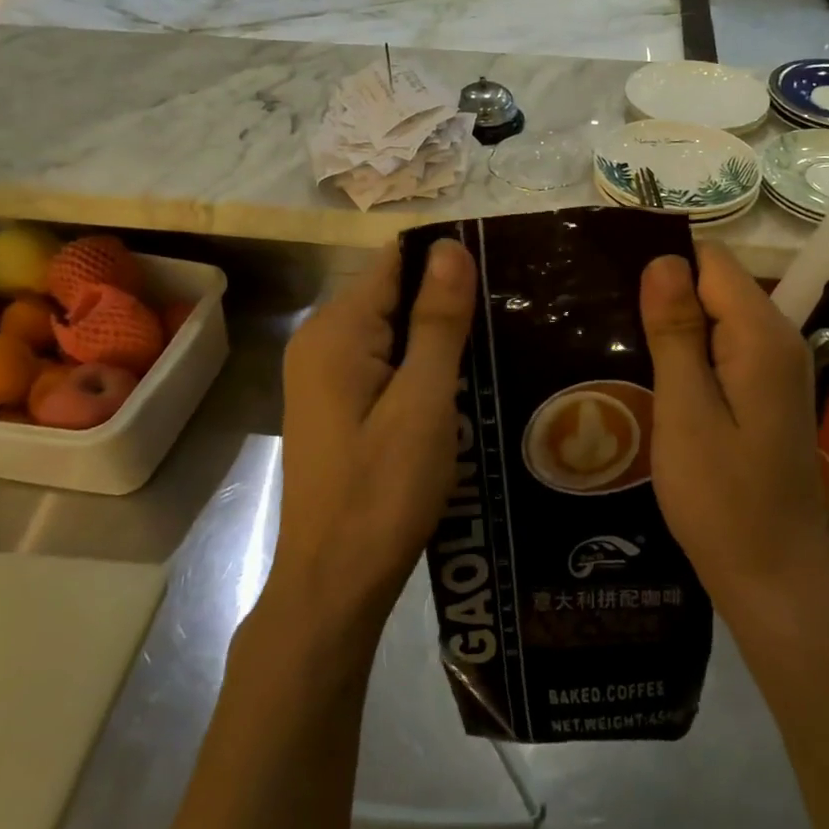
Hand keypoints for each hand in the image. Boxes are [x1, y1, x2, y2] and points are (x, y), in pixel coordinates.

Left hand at [273, 238, 475, 632]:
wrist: (335, 582)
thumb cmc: (383, 491)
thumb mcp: (422, 401)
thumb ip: (437, 321)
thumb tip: (450, 246)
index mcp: (336, 330)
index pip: (395, 262)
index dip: (446, 263)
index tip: (500, 276)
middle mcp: (320, 341)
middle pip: (392, 294)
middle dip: (446, 303)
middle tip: (508, 320)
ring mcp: (323, 376)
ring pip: (391, 332)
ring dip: (437, 338)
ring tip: (496, 349)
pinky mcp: (335, 405)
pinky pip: (383, 364)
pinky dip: (419, 368)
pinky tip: (459, 387)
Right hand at [639, 242, 828, 611]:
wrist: (773, 577)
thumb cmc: (722, 498)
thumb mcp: (686, 412)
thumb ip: (676, 333)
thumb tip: (662, 260)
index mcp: (762, 336)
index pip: (711, 261)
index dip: (662, 264)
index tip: (611, 286)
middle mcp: (779, 340)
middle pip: (716, 285)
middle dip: (664, 296)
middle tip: (607, 325)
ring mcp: (777, 369)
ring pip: (718, 318)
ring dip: (672, 327)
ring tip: (619, 348)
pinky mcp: (767, 394)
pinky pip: (724, 350)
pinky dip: (689, 355)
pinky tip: (654, 379)